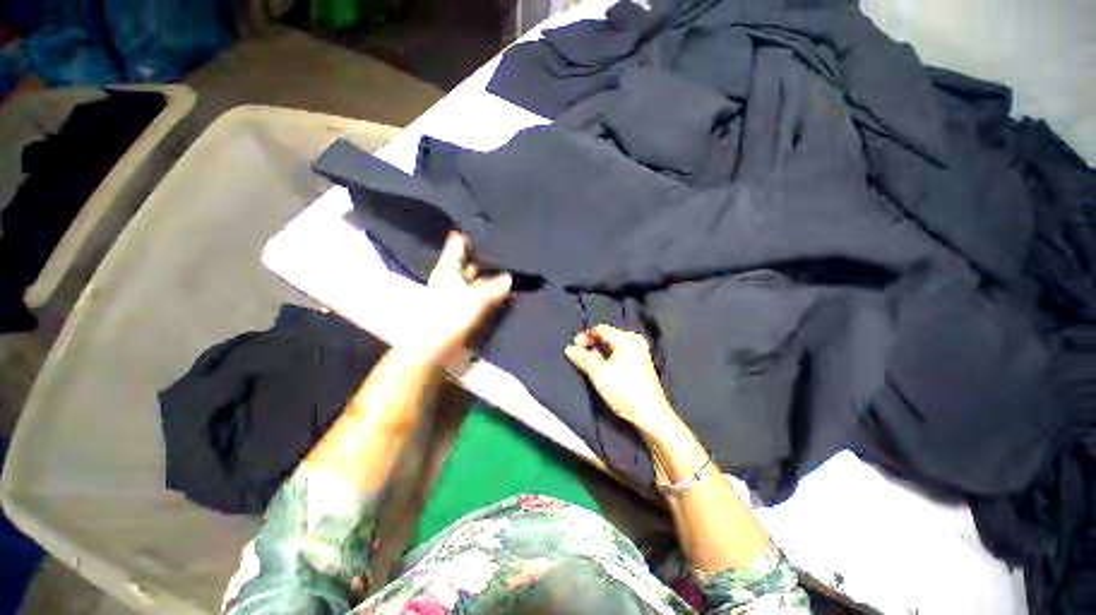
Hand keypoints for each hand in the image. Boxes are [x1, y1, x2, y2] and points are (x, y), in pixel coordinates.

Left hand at [405, 232, 510, 362]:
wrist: (433, 348)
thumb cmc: (450, 316)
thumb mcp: (476, 298)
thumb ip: (494, 287)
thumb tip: (508, 277)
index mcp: (448, 269)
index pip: (457, 244)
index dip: (469, 235)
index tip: (486, 228)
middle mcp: (450, 278)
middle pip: (467, 261)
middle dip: (484, 257)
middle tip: (506, 250)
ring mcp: (455, 294)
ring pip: (474, 279)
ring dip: (488, 276)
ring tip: (509, 269)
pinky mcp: (460, 309)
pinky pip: (477, 295)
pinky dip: (488, 292)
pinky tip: (502, 292)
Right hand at [564, 325, 677, 438]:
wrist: (650, 415)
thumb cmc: (623, 390)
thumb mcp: (598, 372)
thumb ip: (582, 357)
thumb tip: (569, 348)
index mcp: (627, 339)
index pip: (600, 329)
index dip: (584, 336)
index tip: (573, 347)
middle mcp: (635, 341)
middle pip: (607, 336)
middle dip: (591, 345)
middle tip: (579, 356)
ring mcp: (639, 352)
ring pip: (612, 346)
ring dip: (598, 353)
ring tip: (588, 364)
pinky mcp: (639, 364)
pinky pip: (619, 354)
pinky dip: (608, 358)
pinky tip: (601, 369)